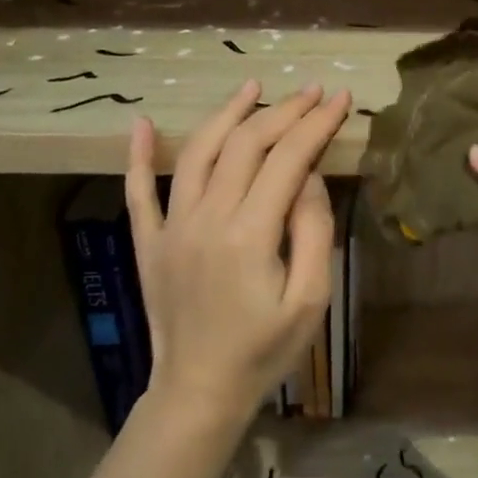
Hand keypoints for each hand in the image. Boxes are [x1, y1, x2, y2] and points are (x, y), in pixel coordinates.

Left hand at [126, 80, 350, 427]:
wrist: (200, 390)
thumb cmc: (265, 349)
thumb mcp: (311, 299)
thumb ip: (312, 231)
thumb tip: (309, 175)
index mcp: (250, 234)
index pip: (289, 158)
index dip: (316, 123)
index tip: (339, 99)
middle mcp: (206, 218)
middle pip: (246, 144)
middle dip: (284, 111)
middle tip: (312, 92)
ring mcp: (171, 227)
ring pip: (196, 153)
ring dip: (226, 114)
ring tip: (252, 87)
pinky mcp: (149, 242)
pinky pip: (138, 191)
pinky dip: (138, 155)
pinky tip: (140, 124)